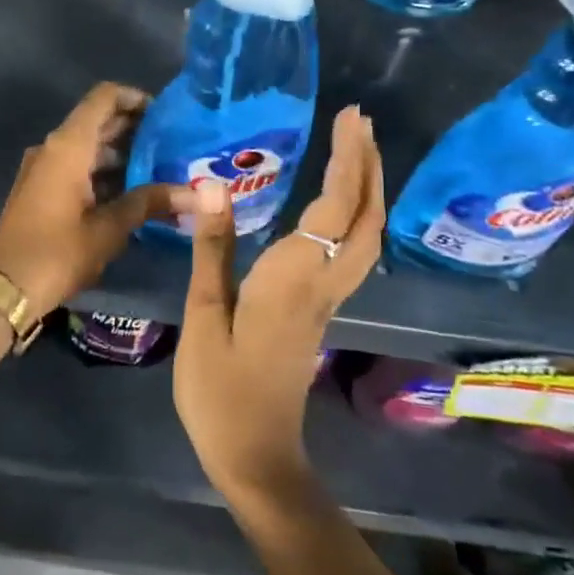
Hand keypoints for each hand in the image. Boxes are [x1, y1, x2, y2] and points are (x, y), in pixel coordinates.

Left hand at [0, 82, 200, 319]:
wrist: (4, 287)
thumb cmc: (58, 253)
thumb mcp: (109, 228)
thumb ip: (150, 202)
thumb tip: (196, 194)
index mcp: (68, 146)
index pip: (104, 97)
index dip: (135, 98)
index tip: (165, 115)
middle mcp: (54, 147)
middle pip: (97, 120)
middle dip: (134, 128)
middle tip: (172, 144)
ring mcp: (44, 167)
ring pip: (88, 145)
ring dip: (121, 152)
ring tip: (160, 169)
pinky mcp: (40, 187)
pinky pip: (76, 165)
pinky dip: (103, 170)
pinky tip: (132, 192)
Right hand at [174, 105, 384, 509]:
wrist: (256, 457)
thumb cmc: (220, 390)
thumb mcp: (205, 317)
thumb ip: (213, 250)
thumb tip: (214, 185)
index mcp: (295, 280)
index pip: (334, 208)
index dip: (346, 160)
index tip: (348, 118)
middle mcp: (323, 284)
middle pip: (365, 218)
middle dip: (367, 165)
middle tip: (358, 122)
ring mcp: (327, 301)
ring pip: (367, 237)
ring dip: (368, 189)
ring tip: (356, 151)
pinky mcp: (320, 312)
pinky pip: (354, 252)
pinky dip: (357, 216)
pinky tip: (339, 205)